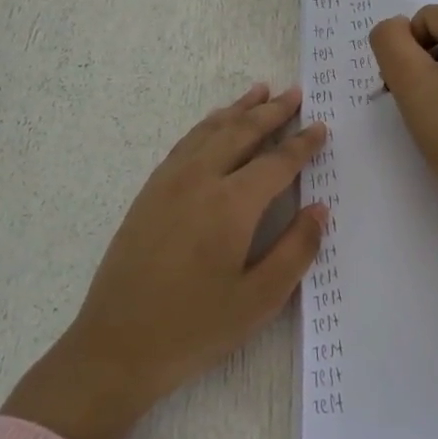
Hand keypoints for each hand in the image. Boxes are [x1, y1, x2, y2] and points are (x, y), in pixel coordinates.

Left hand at [1, 84, 328, 438]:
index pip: (277, 162)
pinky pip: (185, 144)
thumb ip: (296, 250)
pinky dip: (207, 126)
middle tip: (296, 93)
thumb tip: (320, 209)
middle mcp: (200, 180)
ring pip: (210, 131)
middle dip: (272, 111)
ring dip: (238, 109)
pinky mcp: (148, 193)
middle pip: (241, 132)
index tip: (321, 126)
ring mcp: (168, 183)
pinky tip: (214, 125)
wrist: (116, 346)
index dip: (302, 143)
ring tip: (260, 92)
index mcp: (231, 205)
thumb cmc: (194, 328)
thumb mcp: (259, 300)